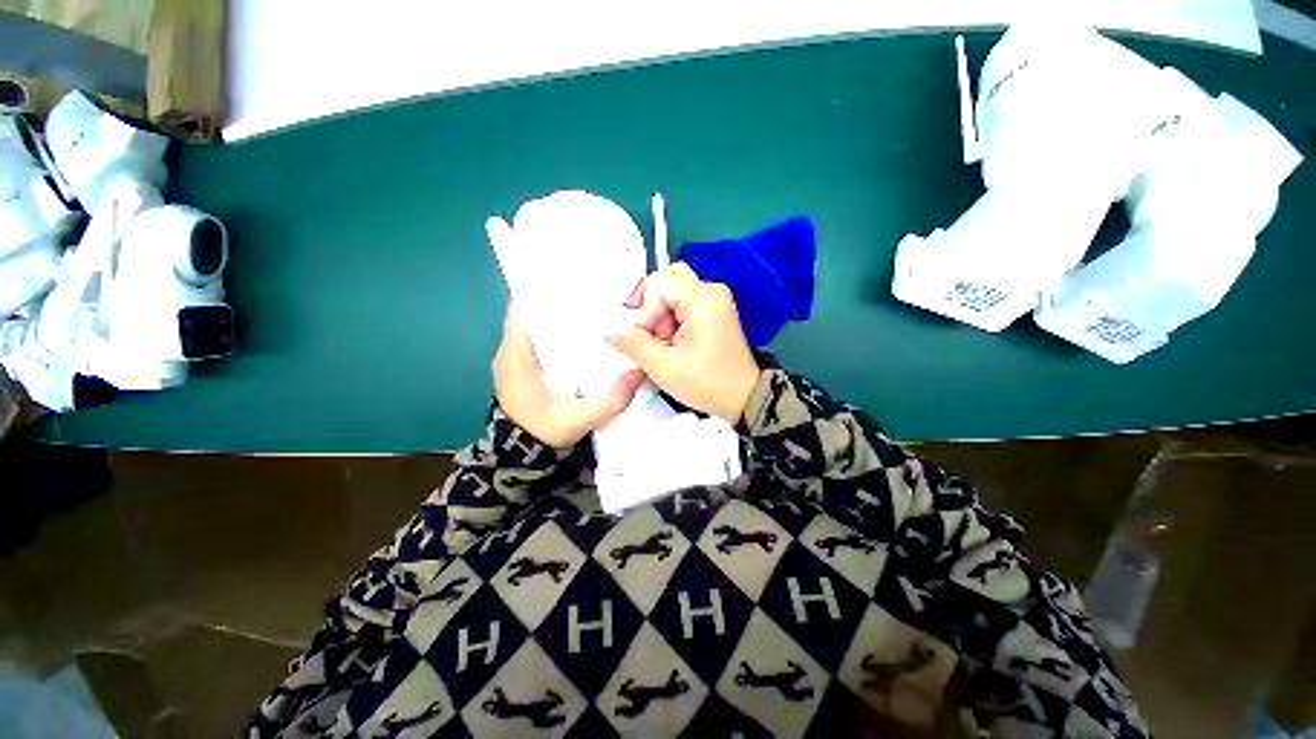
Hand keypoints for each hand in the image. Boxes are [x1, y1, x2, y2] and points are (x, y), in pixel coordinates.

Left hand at [494, 304, 642, 447]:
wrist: (520, 458)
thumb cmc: (543, 433)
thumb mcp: (581, 418)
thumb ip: (611, 398)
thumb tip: (640, 371)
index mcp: (516, 355)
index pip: (523, 308)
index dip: (546, 290)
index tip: (575, 283)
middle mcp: (510, 351)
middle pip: (532, 313)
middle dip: (560, 301)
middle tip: (593, 296)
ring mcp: (514, 359)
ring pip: (536, 325)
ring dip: (559, 317)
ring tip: (591, 312)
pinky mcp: (522, 368)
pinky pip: (538, 340)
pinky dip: (557, 334)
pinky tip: (582, 338)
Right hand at [609, 263, 759, 422]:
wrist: (743, 398)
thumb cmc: (707, 383)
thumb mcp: (663, 367)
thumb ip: (632, 343)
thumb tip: (606, 328)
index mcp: (703, 299)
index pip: (657, 284)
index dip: (645, 311)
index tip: (648, 339)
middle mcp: (711, 291)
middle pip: (666, 281)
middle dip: (651, 307)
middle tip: (651, 335)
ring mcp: (714, 300)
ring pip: (673, 293)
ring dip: (660, 315)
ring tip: (664, 344)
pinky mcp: (714, 311)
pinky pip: (683, 304)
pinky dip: (671, 319)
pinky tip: (673, 342)